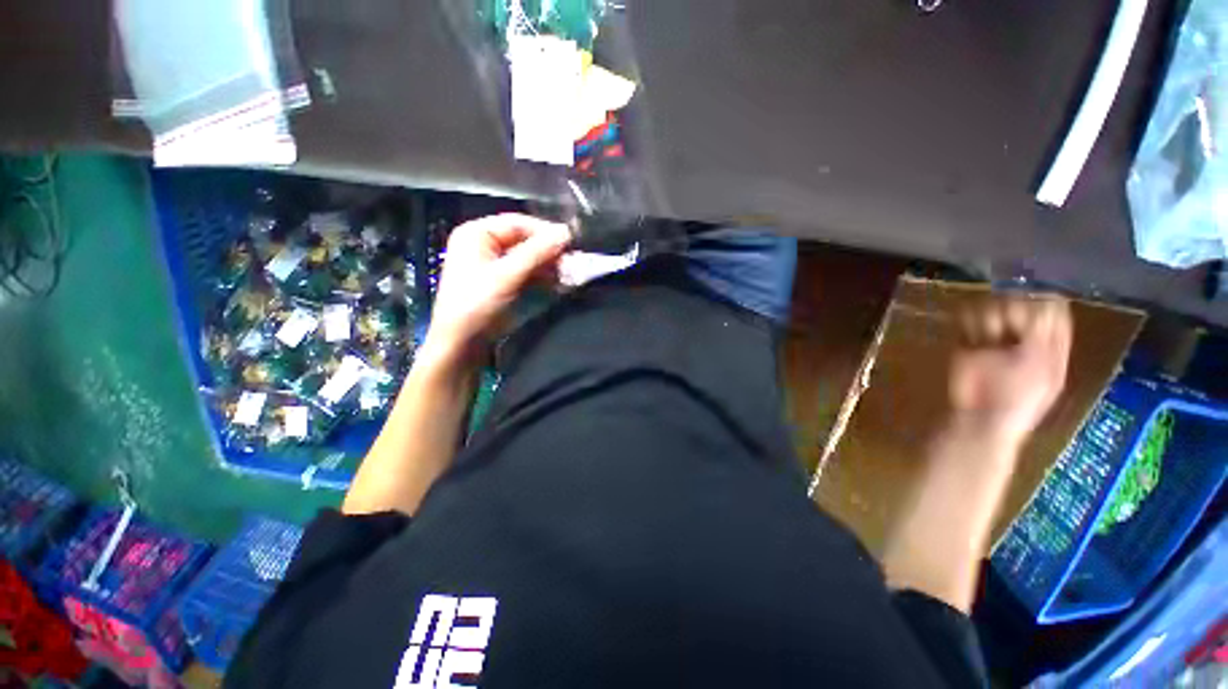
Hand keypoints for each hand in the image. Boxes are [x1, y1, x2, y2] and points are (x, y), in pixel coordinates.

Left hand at [422, 214, 571, 363]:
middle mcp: (483, 245)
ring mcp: (492, 265)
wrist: (461, 345)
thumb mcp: (507, 276)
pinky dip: (542, 277)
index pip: (518, 223)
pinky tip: (556, 284)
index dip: (545, 232)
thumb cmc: (477, 305)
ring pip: (528, 258)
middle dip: (548, 252)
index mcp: (476, 234)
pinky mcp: (501, 284)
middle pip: (524, 240)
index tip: (570, 243)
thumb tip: (565, 232)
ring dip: (548, 266)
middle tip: (571, 263)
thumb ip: (536, 252)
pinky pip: (526, 273)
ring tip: (566, 275)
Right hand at [949, 294, 1072, 446]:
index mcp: (1050, 343)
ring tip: (987, 338)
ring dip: (989, 319)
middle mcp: (1023, 336)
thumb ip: (1045, 334)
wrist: (981, 415)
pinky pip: (966, 319)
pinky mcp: (967, 343)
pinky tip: (971, 337)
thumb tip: (1048, 300)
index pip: (1053, 310)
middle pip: (1021, 304)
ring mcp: (994, 339)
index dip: (1045, 302)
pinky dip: (967, 323)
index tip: (1035, 301)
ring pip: (992, 308)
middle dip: (1014, 311)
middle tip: (1010, 327)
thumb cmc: (1021, 397)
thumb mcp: (1044, 366)